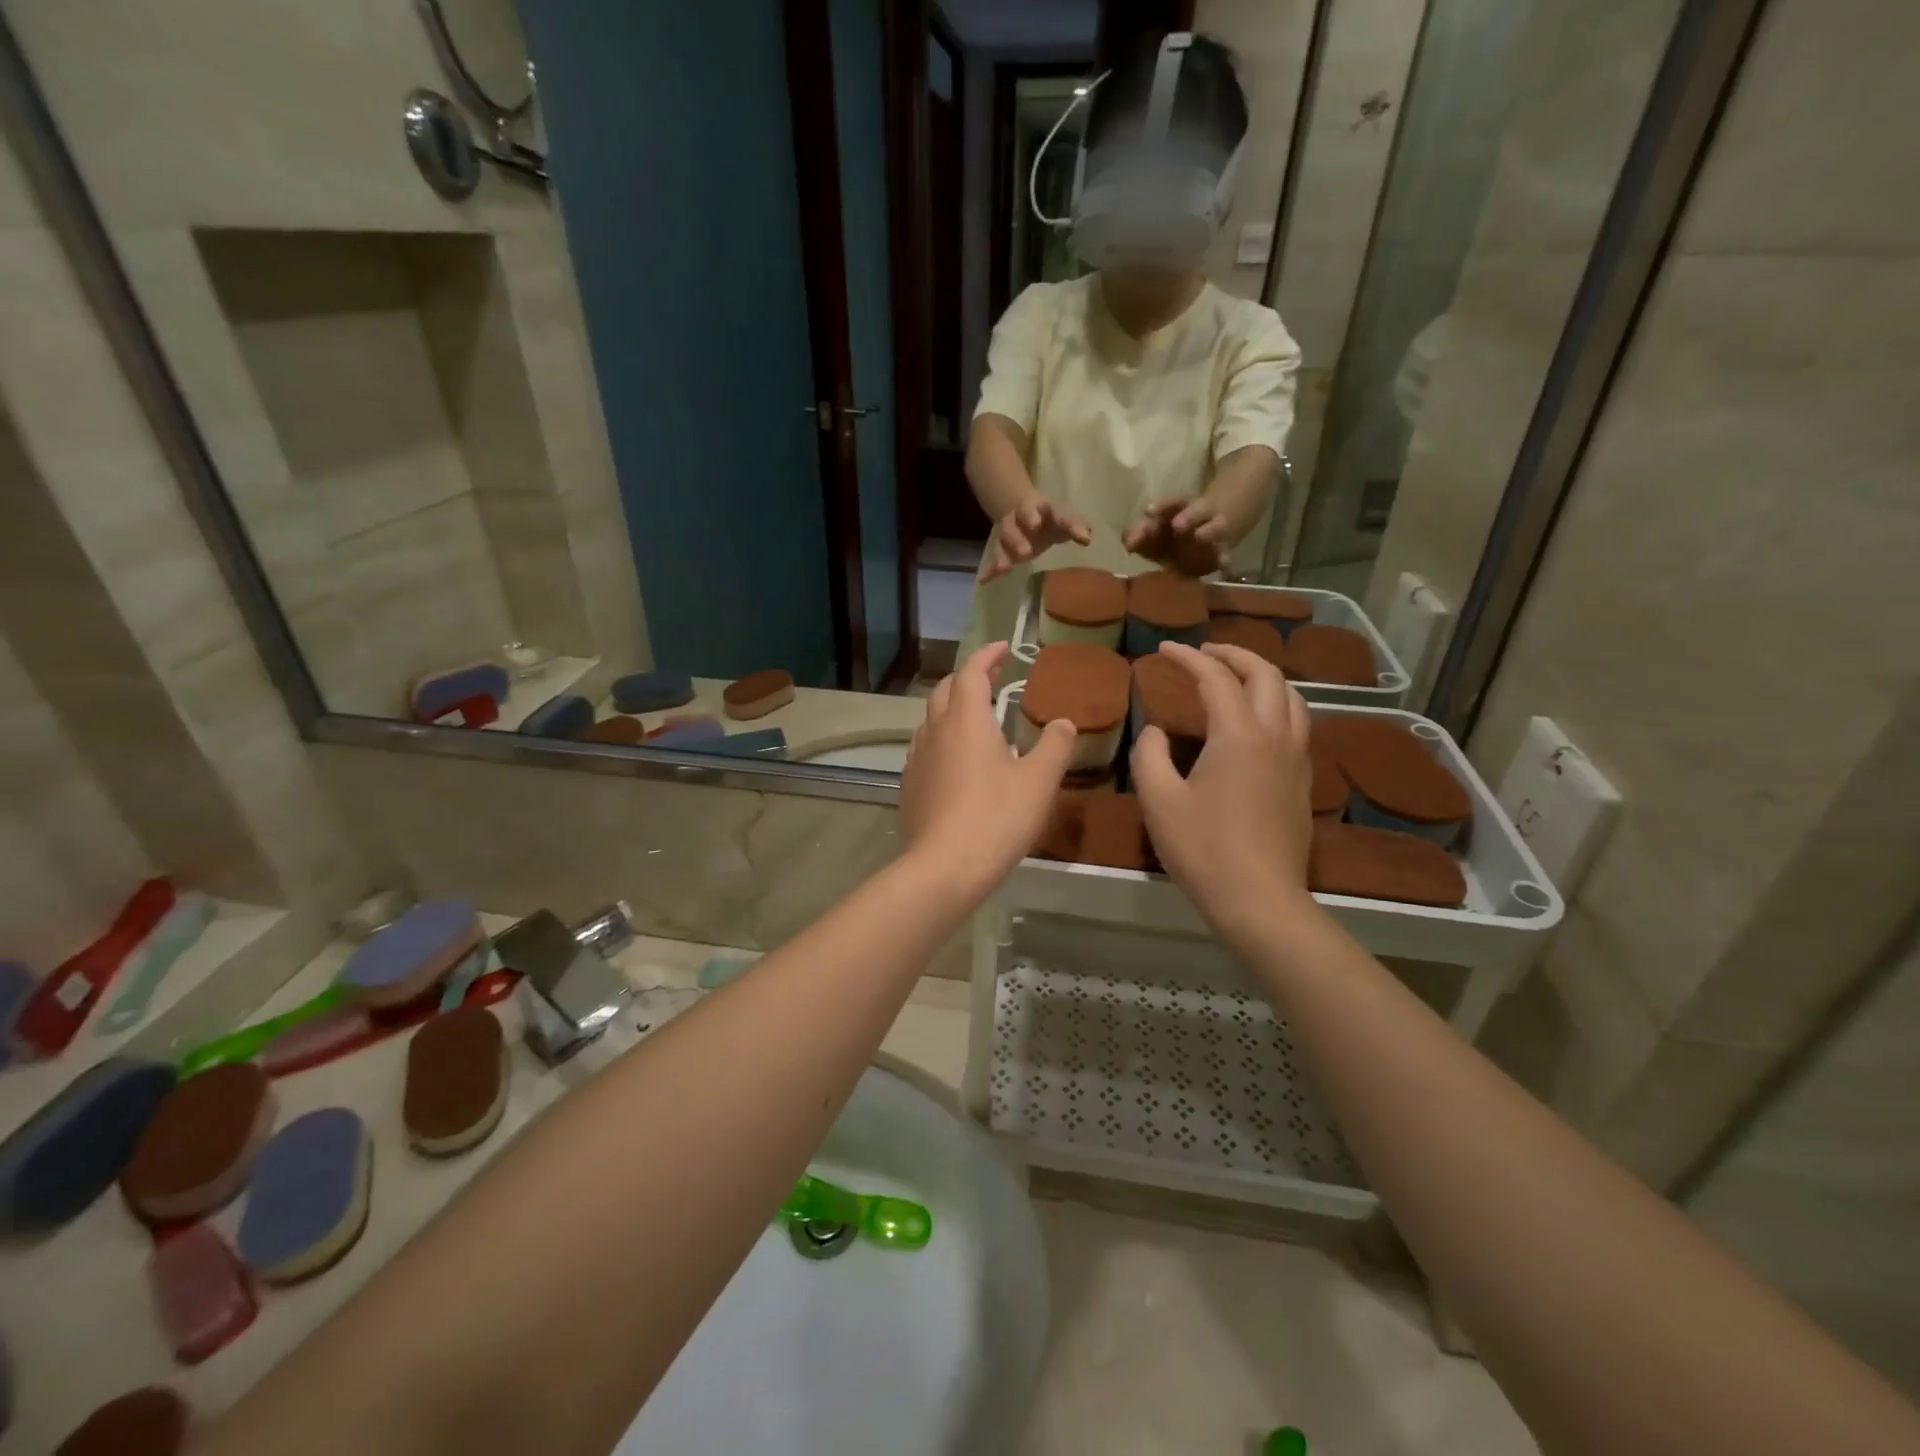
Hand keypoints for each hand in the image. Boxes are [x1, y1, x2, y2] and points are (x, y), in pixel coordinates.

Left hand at [901, 642, 1077, 895]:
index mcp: (965, 720)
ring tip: (977, 720)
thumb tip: (1063, 723)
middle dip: (967, 678)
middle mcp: (935, 731)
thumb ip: (1055, 747)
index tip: (1004, 648)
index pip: (971, 673)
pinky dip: (943, 740)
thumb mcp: (1038, 782)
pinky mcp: (910, 786)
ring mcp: (916, 759)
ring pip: (931, 721)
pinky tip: (957, 763)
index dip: (987, 656)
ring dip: (952, 709)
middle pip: (945, 690)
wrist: (943, 868)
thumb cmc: (996, 818)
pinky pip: (925, 750)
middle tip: (992, 680)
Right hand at [981, 494, 1091, 581]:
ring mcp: (1008, 532)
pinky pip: (994, 556)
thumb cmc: (1046, 518)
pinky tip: (985, 580)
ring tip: (1003, 569)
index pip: (1052, 513)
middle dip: (1018, 538)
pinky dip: (990, 568)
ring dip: (1004, 555)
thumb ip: (1074, 527)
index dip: (1050, 519)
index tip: (1046, 527)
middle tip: (1025, 552)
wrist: (1016, 506)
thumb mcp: (1061, 519)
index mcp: (1040, 509)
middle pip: (1016, 525)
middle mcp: (1020, 519)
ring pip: (1004, 540)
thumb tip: (1087, 538)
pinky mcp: (1001, 547)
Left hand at [1124, 497, 1231, 576]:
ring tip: (1200, 536)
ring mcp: (1213, 530)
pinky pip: (1224, 553)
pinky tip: (1223, 563)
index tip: (1148, 512)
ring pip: (1214, 527)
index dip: (1160, 508)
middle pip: (1195, 511)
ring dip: (1207, 532)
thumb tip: (1128, 543)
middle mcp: (1198, 516)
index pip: (1170, 505)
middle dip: (1187, 517)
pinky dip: (1224, 558)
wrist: (1207, 530)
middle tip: (1177, 525)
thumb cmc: (1167, 536)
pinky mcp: (1223, 549)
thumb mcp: (1152, 533)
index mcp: (1178, 509)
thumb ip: (1137, 537)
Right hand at [1130, 642, 1314, 936]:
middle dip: (1234, 654)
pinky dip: (1276, 705)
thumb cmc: (1203, 848)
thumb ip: (1150, 754)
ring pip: (1291, 698)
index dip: (1189, 658)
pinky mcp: (1303, 782)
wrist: (1259, 899)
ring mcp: (1296, 759)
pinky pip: (1297, 725)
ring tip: (1236, 678)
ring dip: (1262, 677)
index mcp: (1239, 735)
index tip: (1164, 649)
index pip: (1216, 678)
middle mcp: (1275, 736)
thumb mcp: (1158, 800)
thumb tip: (1156, 731)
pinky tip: (1257, 723)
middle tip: (1205, 652)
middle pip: (1266, 675)